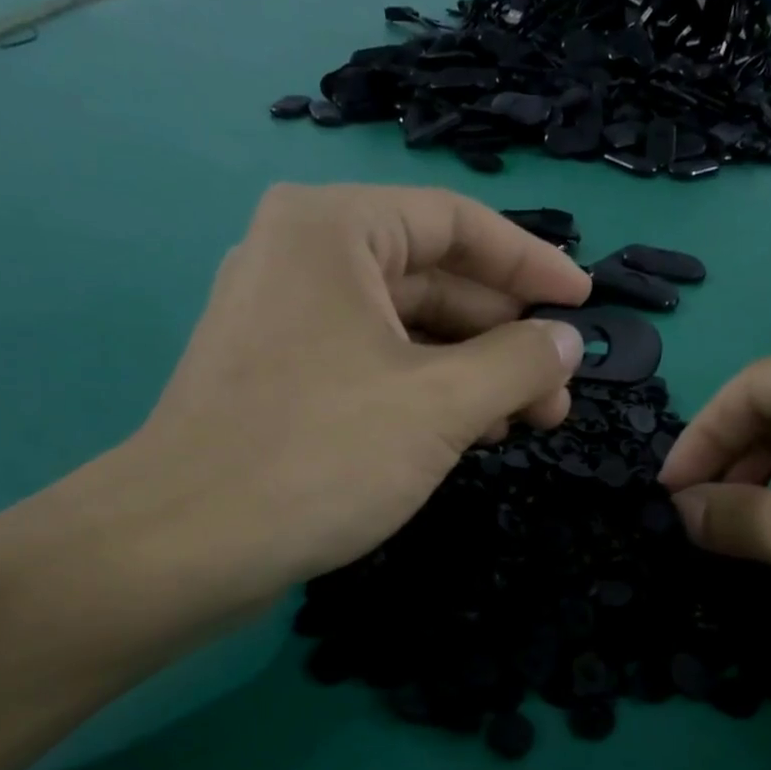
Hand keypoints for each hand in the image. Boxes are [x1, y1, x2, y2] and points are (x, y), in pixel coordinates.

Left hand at [61, 184, 590, 612]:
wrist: (185, 546)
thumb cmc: (320, 454)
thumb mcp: (441, 404)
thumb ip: (519, 361)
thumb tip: (568, 342)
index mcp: (333, 229)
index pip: (456, 223)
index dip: (531, 262)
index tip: (585, 303)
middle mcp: (302, 258)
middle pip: (433, 277)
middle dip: (506, 332)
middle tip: (561, 385)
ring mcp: (285, 320)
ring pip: (405, 328)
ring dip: (473, 369)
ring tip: (529, 417)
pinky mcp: (279, 378)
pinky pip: (372, 365)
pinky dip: (427, 392)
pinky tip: (471, 431)